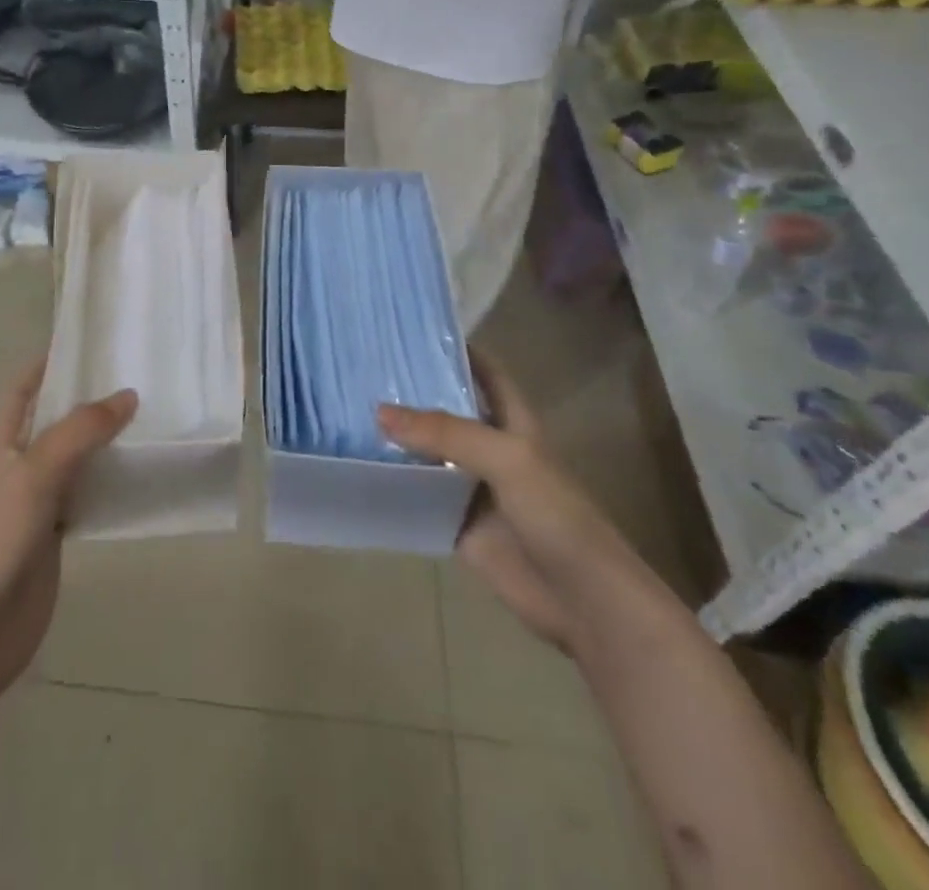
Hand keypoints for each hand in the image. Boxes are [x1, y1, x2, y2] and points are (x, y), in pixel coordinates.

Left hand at [0, 362, 136, 699]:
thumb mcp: (34, 475)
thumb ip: (80, 432)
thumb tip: (127, 396)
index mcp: (1, 444)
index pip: (22, 391)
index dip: (46, 365)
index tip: (85, 343)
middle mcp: (19, 466)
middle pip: (55, 421)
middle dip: (88, 400)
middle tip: (135, 376)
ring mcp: (38, 501)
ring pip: (76, 457)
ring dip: (104, 440)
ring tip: (148, 415)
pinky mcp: (56, 533)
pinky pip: (88, 494)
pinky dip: (111, 481)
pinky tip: (140, 472)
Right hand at [378, 351, 634, 650]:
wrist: (581, 599)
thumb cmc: (555, 514)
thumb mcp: (506, 459)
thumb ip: (445, 433)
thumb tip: (380, 411)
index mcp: (512, 421)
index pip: (484, 370)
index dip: (456, 347)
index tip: (410, 328)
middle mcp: (489, 447)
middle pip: (446, 410)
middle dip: (412, 391)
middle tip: (361, 367)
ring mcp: (471, 486)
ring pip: (427, 452)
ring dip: (396, 437)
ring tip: (347, 409)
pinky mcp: (455, 522)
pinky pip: (417, 496)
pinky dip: (392, 483)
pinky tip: (357, 467)